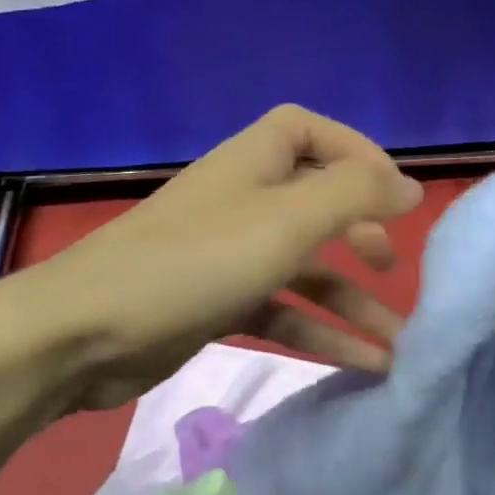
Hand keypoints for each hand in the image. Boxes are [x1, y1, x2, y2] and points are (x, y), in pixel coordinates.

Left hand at [0, 105, 423, 410]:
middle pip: (315, 202)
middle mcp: (242, 201)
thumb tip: (410, 187)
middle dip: (360, 233)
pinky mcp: (216, 304)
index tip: (393, 192)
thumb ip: (354, 195)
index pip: (309, 131)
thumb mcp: (287, 221)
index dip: (356, 151)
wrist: (85, 334)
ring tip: (398, 343)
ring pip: (303, 268)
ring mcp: (228, 255)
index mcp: (254, 162)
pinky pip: (281, 310)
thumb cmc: (195, 263)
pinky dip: (319, 332)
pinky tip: (359, 364)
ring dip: (350, 301)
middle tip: (391, 267)